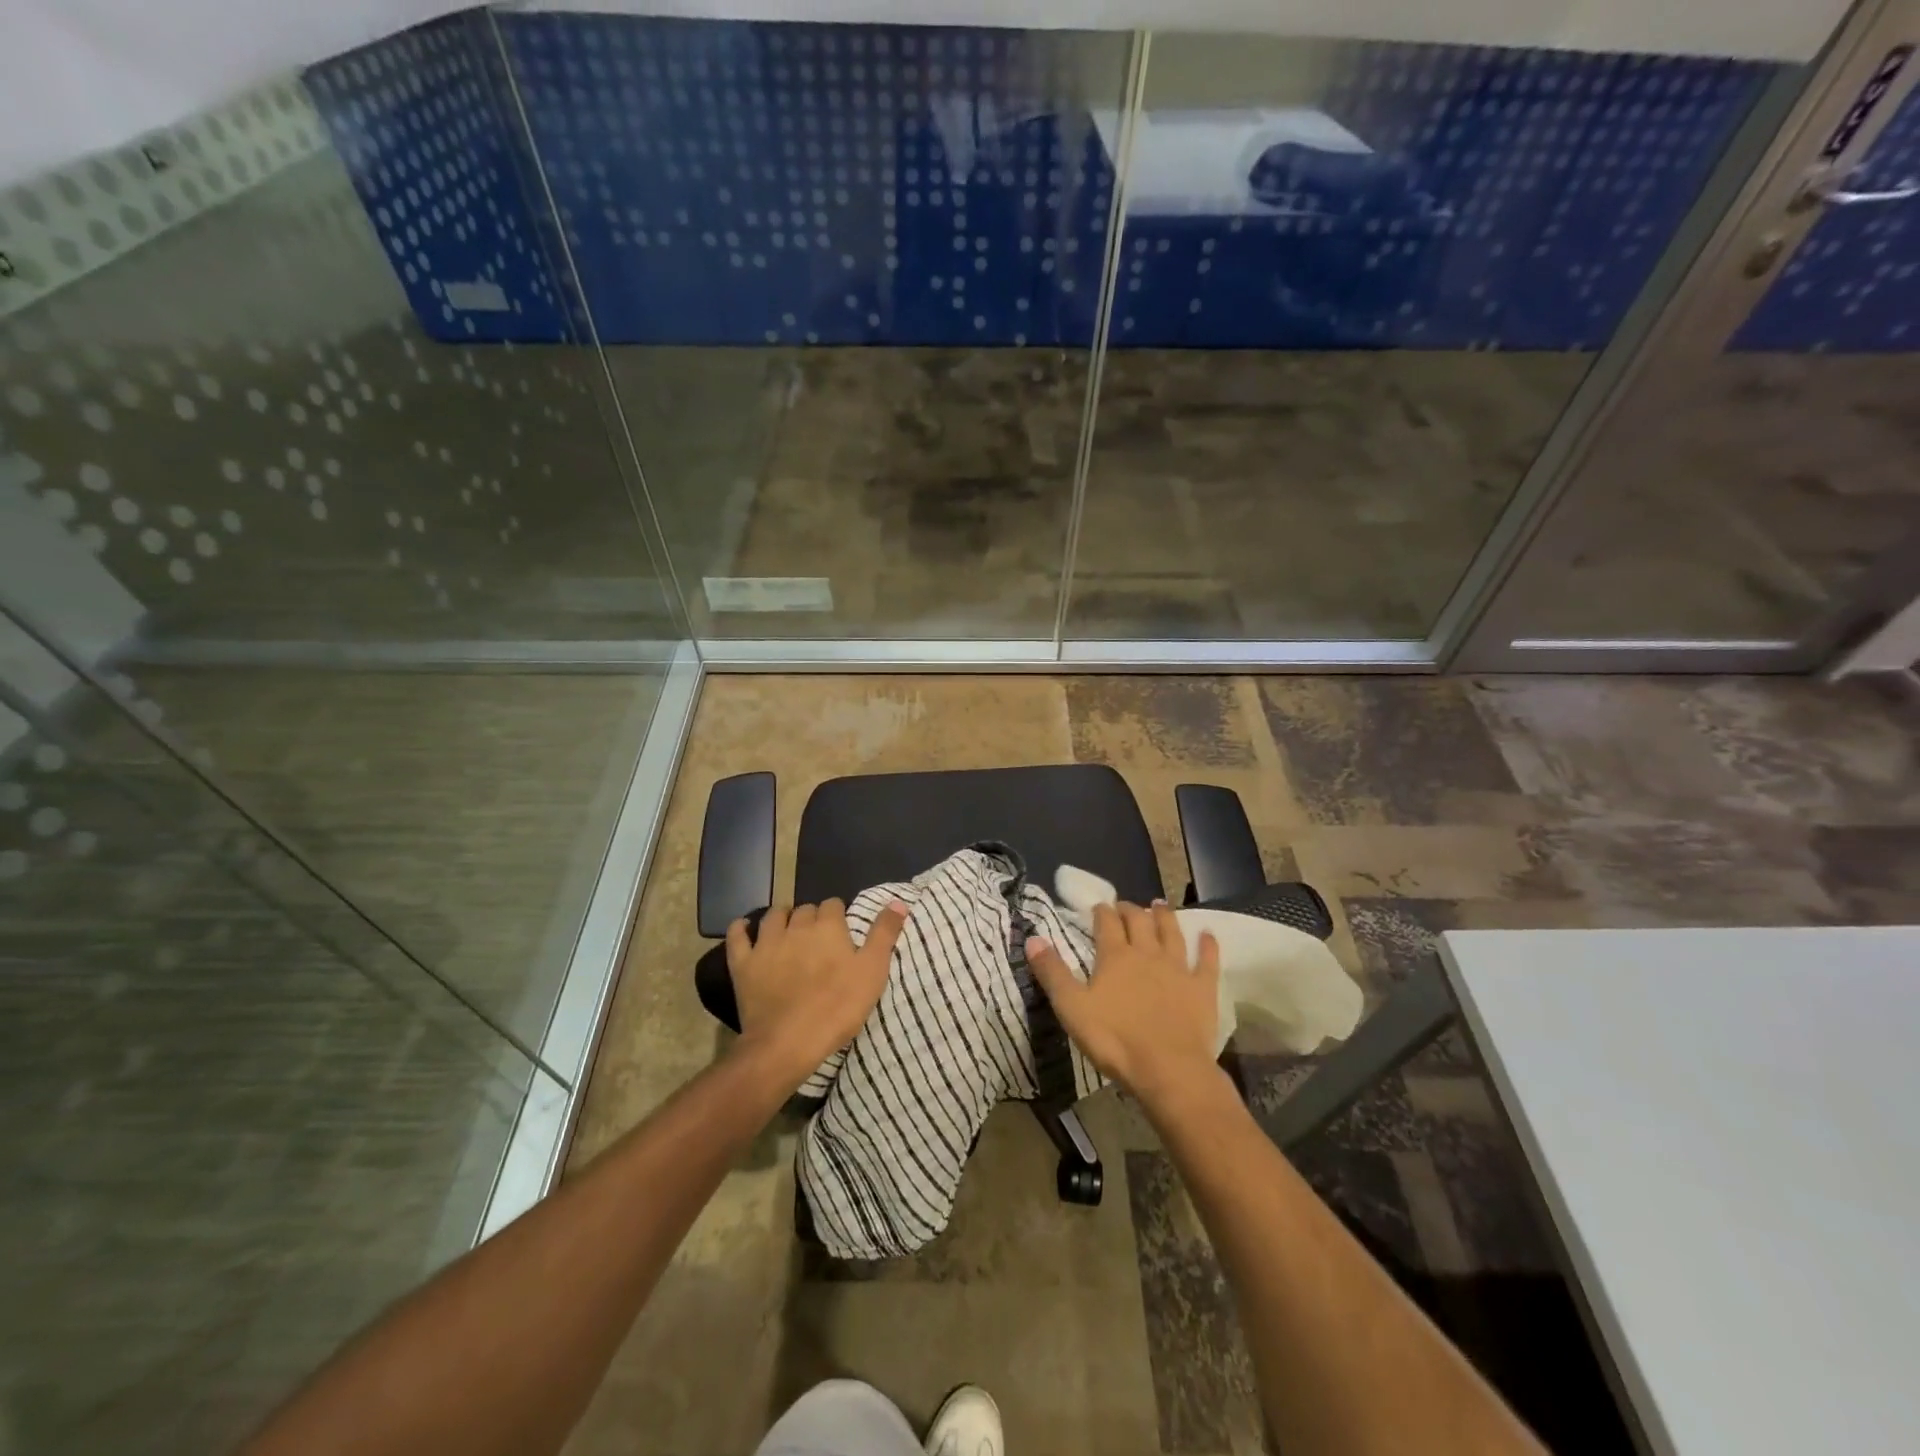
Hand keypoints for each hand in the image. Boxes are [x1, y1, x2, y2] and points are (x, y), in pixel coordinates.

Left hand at [726, 899, 908, 1084]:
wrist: (789, 1042)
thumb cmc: (838, 1007)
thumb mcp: (873, 971)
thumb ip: (884, 934)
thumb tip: (898, 902)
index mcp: (828, 926)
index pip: (833, 905)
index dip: (838, 916)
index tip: (842, 932)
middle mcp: (796, 926)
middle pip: (805, 910)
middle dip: (812, 918)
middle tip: (819, 939)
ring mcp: (766, 943)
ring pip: (773, 916)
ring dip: (781, 918)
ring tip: (788, 930)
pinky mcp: (743, 964)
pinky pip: (737, 936)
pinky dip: (741, 928)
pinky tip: (744, 928)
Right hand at [1027, 901, 1220, 1108]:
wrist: (1168, 1069)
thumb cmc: (1114, 1040)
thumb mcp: (1072, 1007)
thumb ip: (1052, 972)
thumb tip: (1033, 938)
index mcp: (1115, 957)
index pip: (1107, 923)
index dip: (1102, 912)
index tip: (1098, 906)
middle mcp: (1147, 954)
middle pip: (1139, 922)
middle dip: (1130, 910)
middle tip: (1125, 905)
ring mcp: (1178, 969)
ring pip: (1171, 933)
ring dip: (1165, 916)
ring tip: (1160, 905)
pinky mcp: (1202, 988)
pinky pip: (1207, 960)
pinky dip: (1208, 945)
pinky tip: (1208, 935)